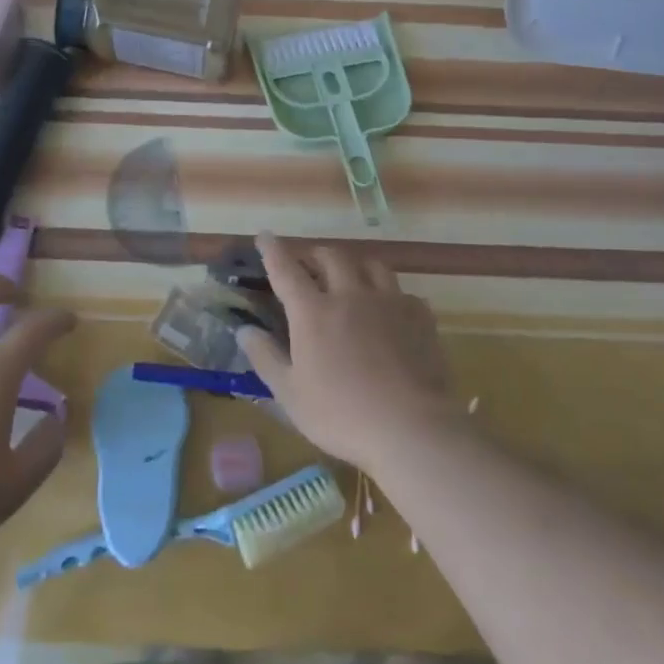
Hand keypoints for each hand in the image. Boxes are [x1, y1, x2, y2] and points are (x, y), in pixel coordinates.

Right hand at [237, 234, 457, 471]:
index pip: (286, 270)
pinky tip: (390, 310)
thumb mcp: (290, 394)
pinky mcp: (419, 316)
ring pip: (371, 265)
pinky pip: (403, 292)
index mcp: (313, 312)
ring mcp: (389, 302)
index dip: (273, 250)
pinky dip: (390, 294)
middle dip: (315, 255)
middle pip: (331, 257)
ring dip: (355, 265)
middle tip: (309, 264)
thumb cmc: (341, 415)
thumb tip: (244, 330)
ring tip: (351, 276)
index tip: (264, 235)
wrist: (411, 428)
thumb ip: (265, 357)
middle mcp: (350, 295)